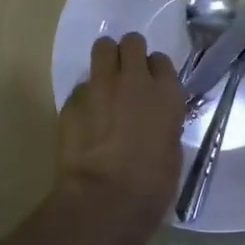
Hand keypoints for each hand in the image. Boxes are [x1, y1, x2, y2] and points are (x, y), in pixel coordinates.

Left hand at [50, 32, 185, 244]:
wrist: (103, 201)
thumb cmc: (151, 186)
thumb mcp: (172, 152)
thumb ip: (165, 123)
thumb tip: (155, 121)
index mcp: (167, 93)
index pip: (161, 60)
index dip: (154, 71)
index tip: (151, 85)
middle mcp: (135, 80)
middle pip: (132, 42)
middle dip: (129, 53)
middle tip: (127, 74)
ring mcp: (101, 86)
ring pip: (102, 48)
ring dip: (105, 60)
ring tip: (105, 82)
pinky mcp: (72, 100)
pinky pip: (81, 86)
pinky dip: (85, 96)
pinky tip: (86, 118)